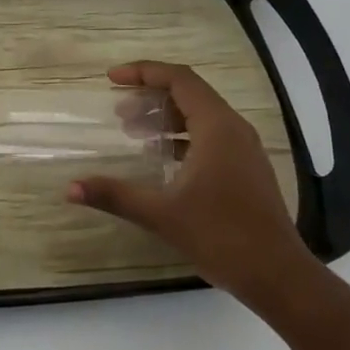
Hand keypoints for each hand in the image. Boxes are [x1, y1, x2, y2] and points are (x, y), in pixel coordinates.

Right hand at [69, 60, 316, 308]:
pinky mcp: (247, 168)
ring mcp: (244, 149)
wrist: (279, 277)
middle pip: (189, 92)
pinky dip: (182, 135)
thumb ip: (115, 195)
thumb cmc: (222, 237)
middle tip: (119, 113)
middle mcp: (233, 128)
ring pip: (200, 114)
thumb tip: (70, 188)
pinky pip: (210, 134)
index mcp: (216, 127)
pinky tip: (162, 159)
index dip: (144, 71)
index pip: (179, 78)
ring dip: (166, 117)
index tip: (112, 79)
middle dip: (150, 96)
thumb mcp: (162, 214)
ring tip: (134, 133)